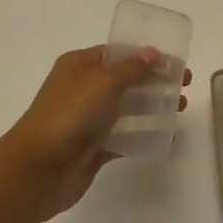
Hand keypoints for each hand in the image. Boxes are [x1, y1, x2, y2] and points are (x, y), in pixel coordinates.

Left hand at [0, 46, 191, 220]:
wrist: (38, 169)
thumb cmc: (69, 115)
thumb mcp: (102, 82)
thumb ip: (131, 68)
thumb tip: (153, 53)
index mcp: (78, 66)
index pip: (117, 54)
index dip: (146, 55)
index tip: (175, 63)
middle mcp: (82, 89)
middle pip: (124, 80)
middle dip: (154, 81)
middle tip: (184, 86)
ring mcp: (86, 120)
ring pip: (125, 109)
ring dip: (152, 106)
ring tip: (180, 109)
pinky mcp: (91, 149)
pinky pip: (121, 137)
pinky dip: (141, 135)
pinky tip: (164, 136)